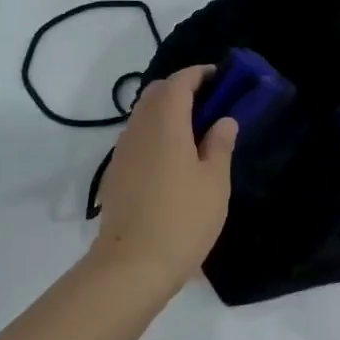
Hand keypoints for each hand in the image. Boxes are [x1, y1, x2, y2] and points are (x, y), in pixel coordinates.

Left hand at [89, 64, 237, 303]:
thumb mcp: (214, 181)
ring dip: (167, 113)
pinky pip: (137, 139)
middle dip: (182, 90)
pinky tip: (173, 160)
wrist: (132, 264)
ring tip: (195, 133)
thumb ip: (220, 145)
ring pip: (143, 116)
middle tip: (210, 105)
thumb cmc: (183, 218)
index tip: (220, 78)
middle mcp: (138, 129)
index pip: (179, 82)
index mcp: (165, 123)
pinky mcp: (116, 174)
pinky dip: (156, 135)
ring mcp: (122, 152)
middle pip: (156, 94)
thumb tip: (223, 120)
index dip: (199, 75)